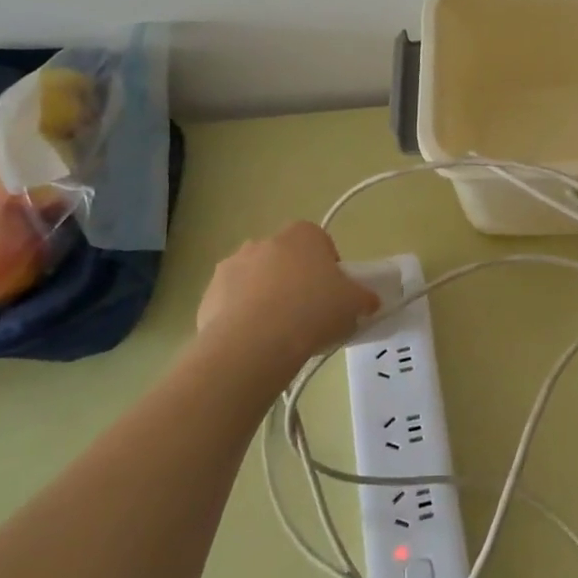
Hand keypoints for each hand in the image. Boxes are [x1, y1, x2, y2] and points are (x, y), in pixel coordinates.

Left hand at [193, 222, 378, 384]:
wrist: (254, 342)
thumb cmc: (312, 311)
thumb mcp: (354, 304)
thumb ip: (364, 298)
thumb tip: (369, 301)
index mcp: (302, 234)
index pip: (321, 243)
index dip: (329, 269)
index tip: (333, 295)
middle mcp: (264, 241)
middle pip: (286, 260)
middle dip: (295, 282)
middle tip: (309, 314)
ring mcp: (231, 266)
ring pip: (257, 280)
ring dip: (266, 298)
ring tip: (280, 333)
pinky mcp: (208, 294)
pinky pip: (232, 303)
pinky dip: (243, 318)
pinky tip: (256, 343)